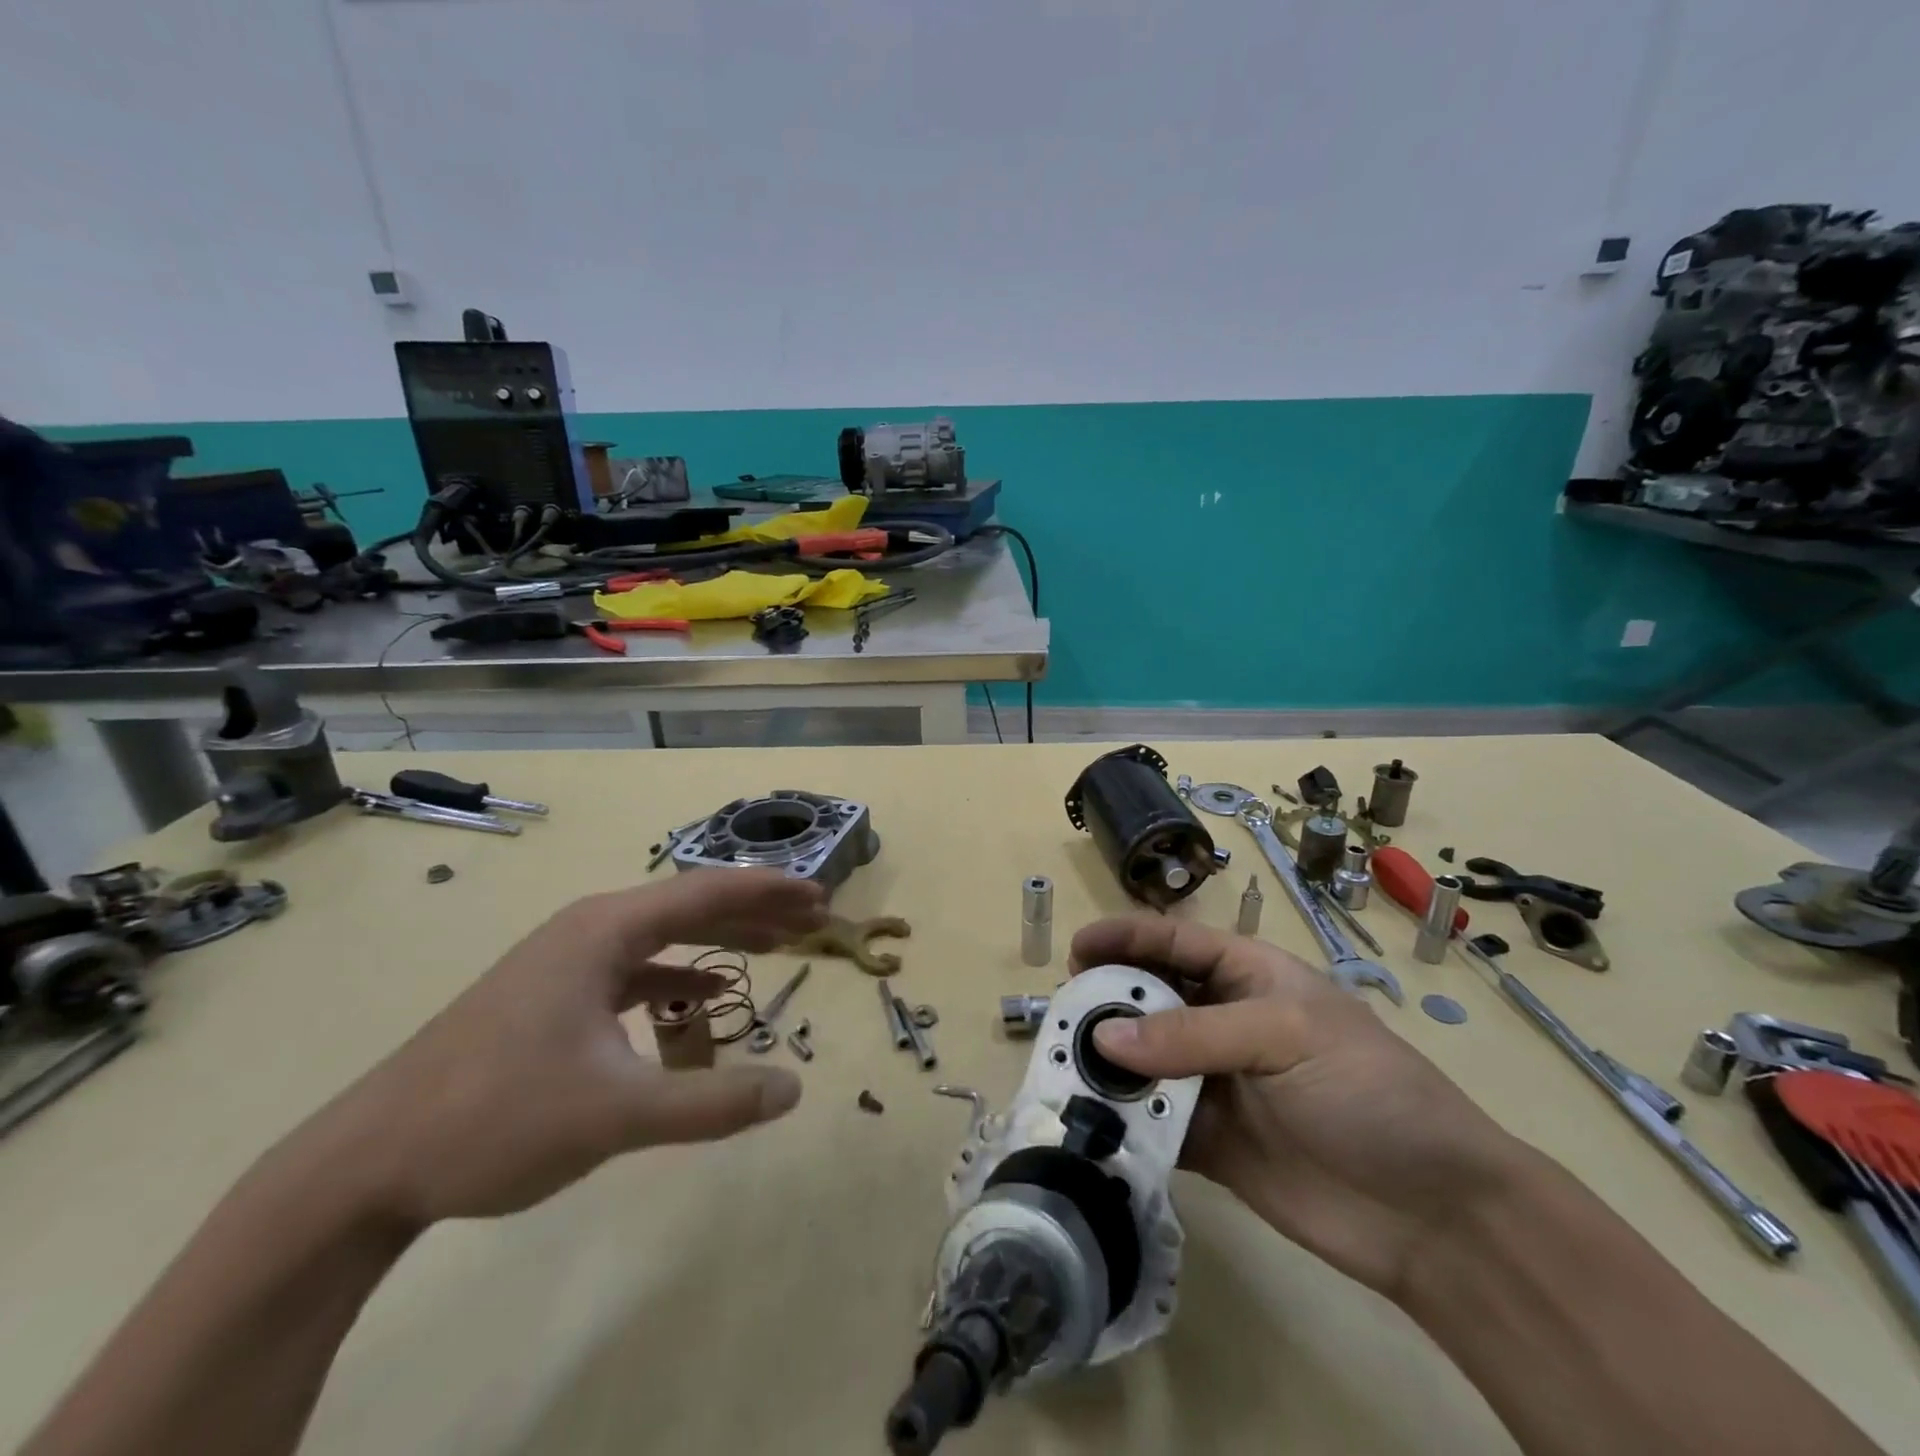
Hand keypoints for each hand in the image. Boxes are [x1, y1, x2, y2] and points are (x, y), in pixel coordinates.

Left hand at [310, 870, 828, 1229]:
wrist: (365, 1165)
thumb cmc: (495, 1119)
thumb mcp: (617, 1113)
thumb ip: (711, 1101)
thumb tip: (794, 1090)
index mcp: (604, 931)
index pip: (707, 892)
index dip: (769, 892)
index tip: (819, 897)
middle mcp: (588, 930)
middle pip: (689, 906)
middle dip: (754, 912)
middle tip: (812, 921)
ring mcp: (565, 961)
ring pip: (662, 936)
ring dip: (719, 941)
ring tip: (774, 947)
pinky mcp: (552, 995)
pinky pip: (633, 969)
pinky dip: (677, 977)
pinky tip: (702, 998)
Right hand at [1069, 917, 1532, 1302]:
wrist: (1434, 1214)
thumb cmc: (1367, 1090)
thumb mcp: (1284, 1035)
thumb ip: (1192, 1034)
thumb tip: (1102, 1039)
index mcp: (1247, 975)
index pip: (1174, 941)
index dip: (1125, 937)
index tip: (1075, 948)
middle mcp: (1224, 1021)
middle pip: (1150, 998)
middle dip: (1106, 1000)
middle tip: (1063, 1015)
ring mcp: (1214, 1082)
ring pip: (1144, 1060)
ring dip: (1106, 1062)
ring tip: (1063, 1066)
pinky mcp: (1209, 1141)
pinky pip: (1152, 1120)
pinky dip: (1122, 1119)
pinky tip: (1090, 1121)